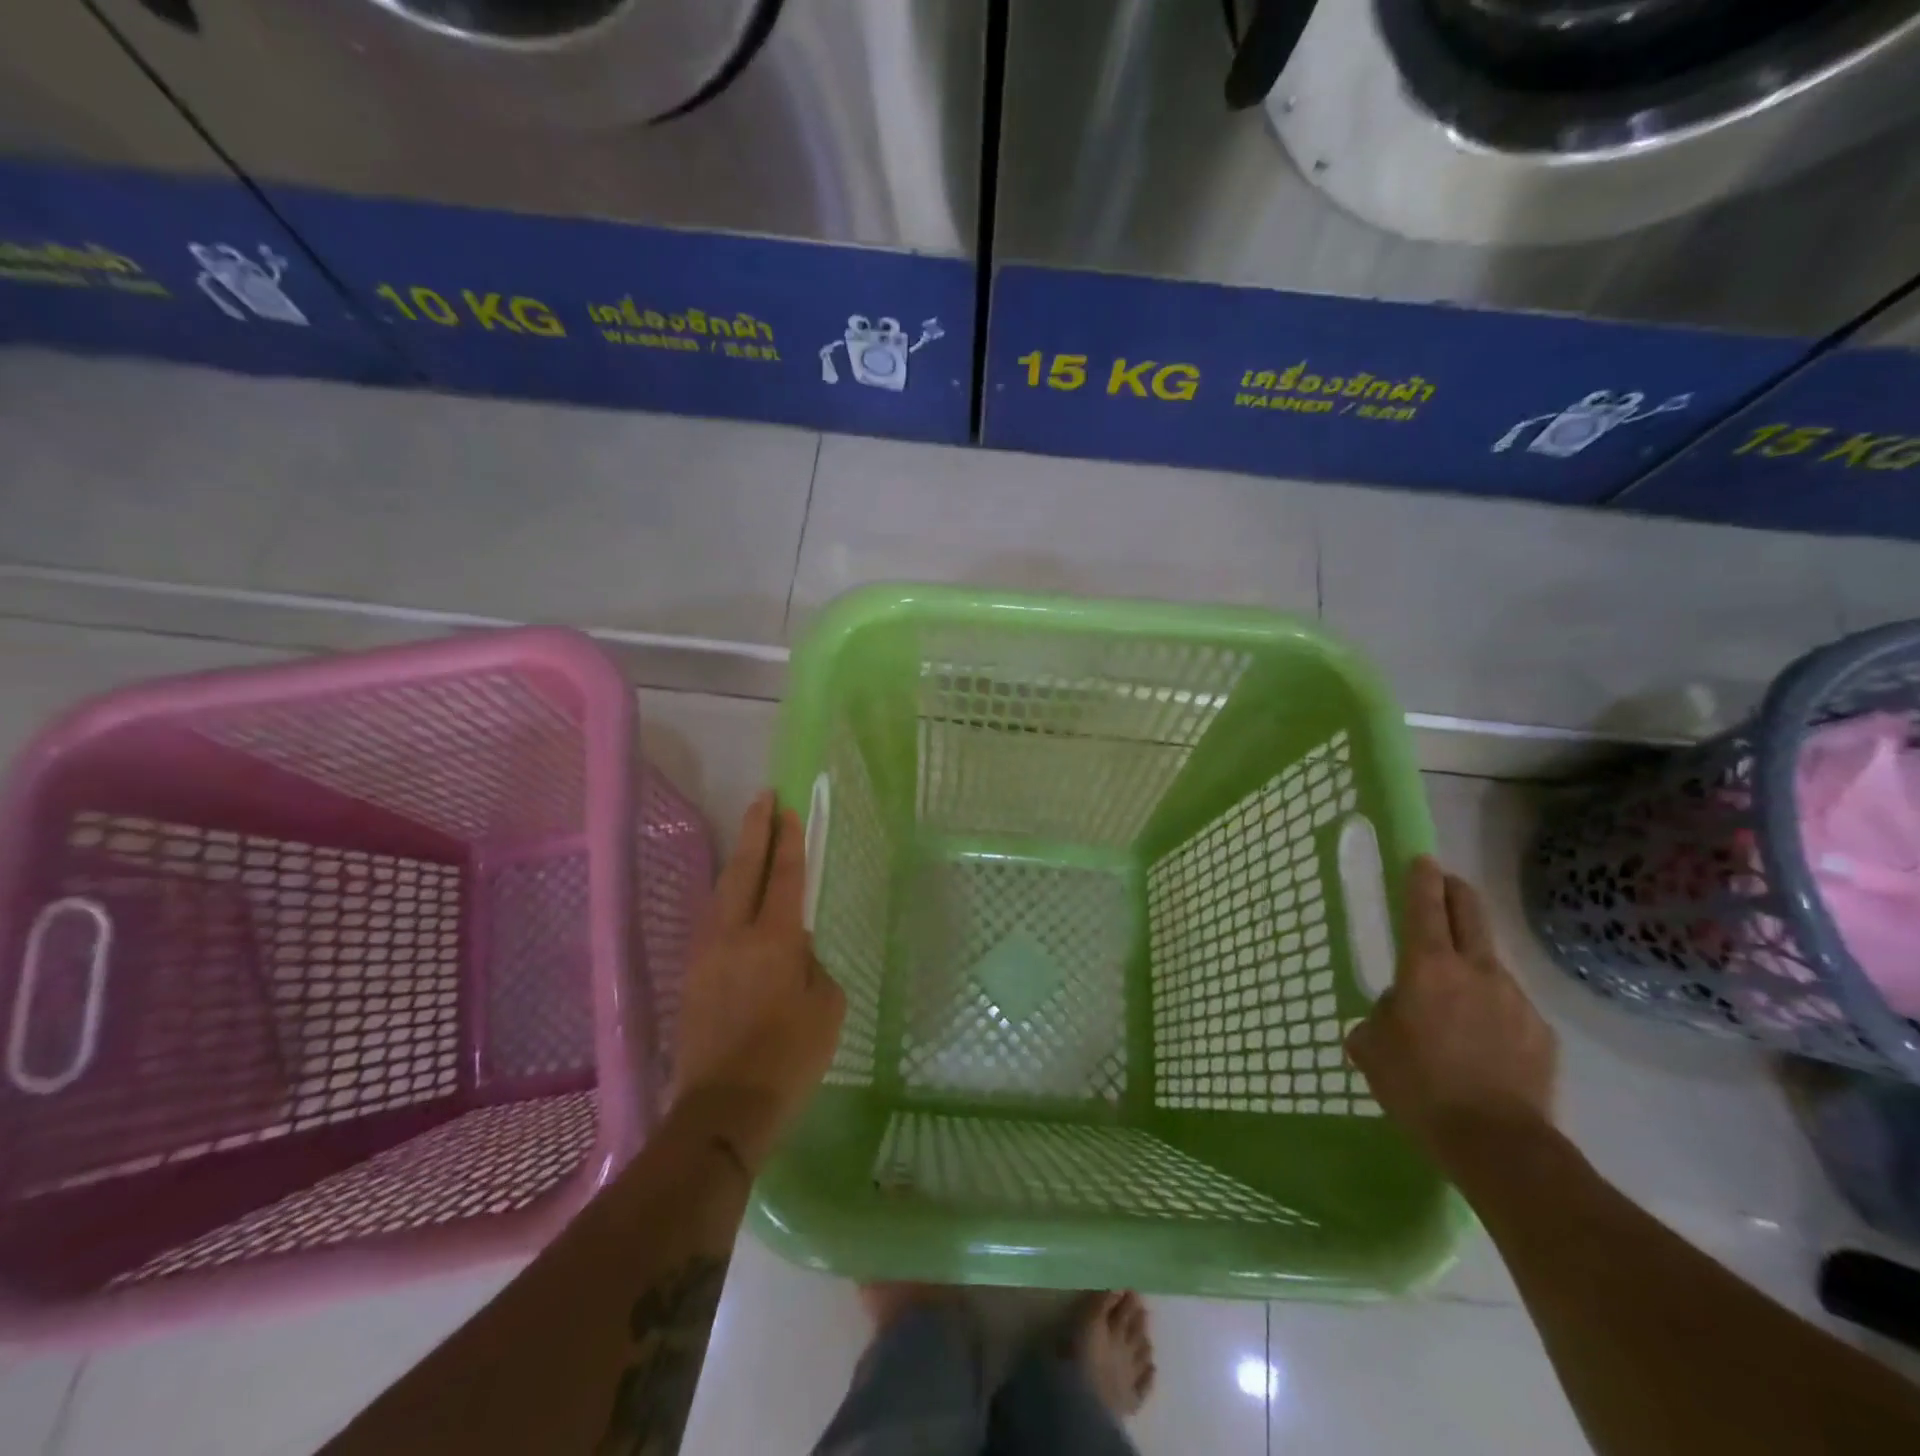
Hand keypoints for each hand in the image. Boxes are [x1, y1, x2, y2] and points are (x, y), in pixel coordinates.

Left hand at [671, 791, 844, 1167]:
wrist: (723, 1109)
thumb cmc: (789, 1058)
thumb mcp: (826, 1007)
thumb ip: (812, 966)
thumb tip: (795, 948)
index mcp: (773, 940)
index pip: (784, 877)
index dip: (788, 841)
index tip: (789, 809)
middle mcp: (734, 936)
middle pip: (744, 870)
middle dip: (755, 830)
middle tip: (763, 797)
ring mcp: (706, 954)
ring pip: (721, 892)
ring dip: (737, 860)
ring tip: (749, 837)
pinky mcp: (691, 975)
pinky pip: (711, 920)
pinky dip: (726, 895)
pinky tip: (733, 895)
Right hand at [1346, 856, 1556, 1170]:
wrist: (1497, 1143)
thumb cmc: (1419, 1086)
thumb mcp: (1372, 1048)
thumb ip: (1378, 1017)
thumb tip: (1392, 1012)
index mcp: (1427, 967)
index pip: (1425, 905)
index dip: (1421, 878)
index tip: (1421, 859)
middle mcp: (1476, 970)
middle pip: (1471, 913)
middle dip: (1457, 891)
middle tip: (1447, 884)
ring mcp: (1515, 999)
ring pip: (1491, 961)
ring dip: (1474, 958)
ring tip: (1457, 989)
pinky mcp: (1541, 1032)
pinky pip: (1510, 1006)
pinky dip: (1494, 1008)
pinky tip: (1483, 1040)